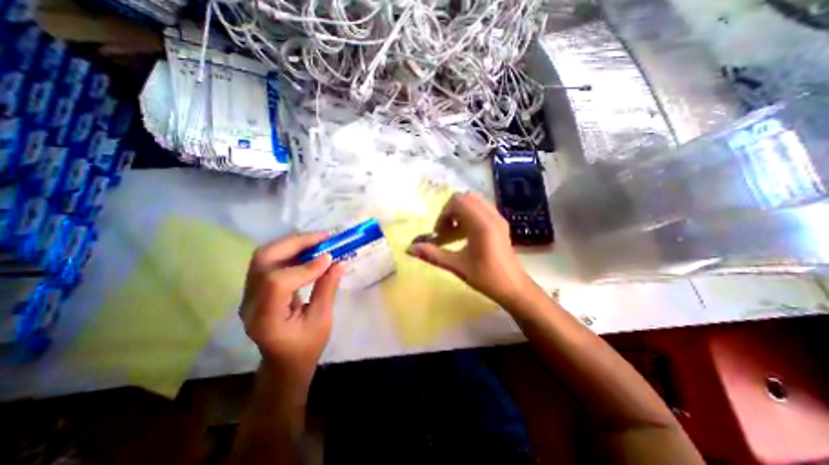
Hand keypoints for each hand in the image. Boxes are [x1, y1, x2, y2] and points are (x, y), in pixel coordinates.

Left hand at [239, 233, 342, 384]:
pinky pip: (272, 260)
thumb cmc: (305, 348)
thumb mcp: (322, 321)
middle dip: (296, 243)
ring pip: (265, 255)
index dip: (305, 267)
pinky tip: (310, 249)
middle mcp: (250, 302)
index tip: (330, 258)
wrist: (283, 362)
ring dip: (294, 243)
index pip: (277, 283)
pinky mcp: (257, 287)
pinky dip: (292, 249)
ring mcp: (250, 293)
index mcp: (265, 319)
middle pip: (264, 259)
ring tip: (319, 240)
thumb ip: (327, 289)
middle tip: (324, 238)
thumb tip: (340, 262)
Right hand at [408, 192, 538, 308]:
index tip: (439, 233)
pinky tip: (465, 235)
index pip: (457, 201)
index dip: (443, 214)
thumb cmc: (486, 277)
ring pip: (474, 202)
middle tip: (445, 231)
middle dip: (450, 212)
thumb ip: (432, 255)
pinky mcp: (500, 223)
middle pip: (465, 198)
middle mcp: (491, 215)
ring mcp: (498, 218)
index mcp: (481, 223)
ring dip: (459, 213)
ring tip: (454, 233)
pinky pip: (481, 210)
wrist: (514, 287)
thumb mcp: (456, 266)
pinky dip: (469, 216)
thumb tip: (409, 249)